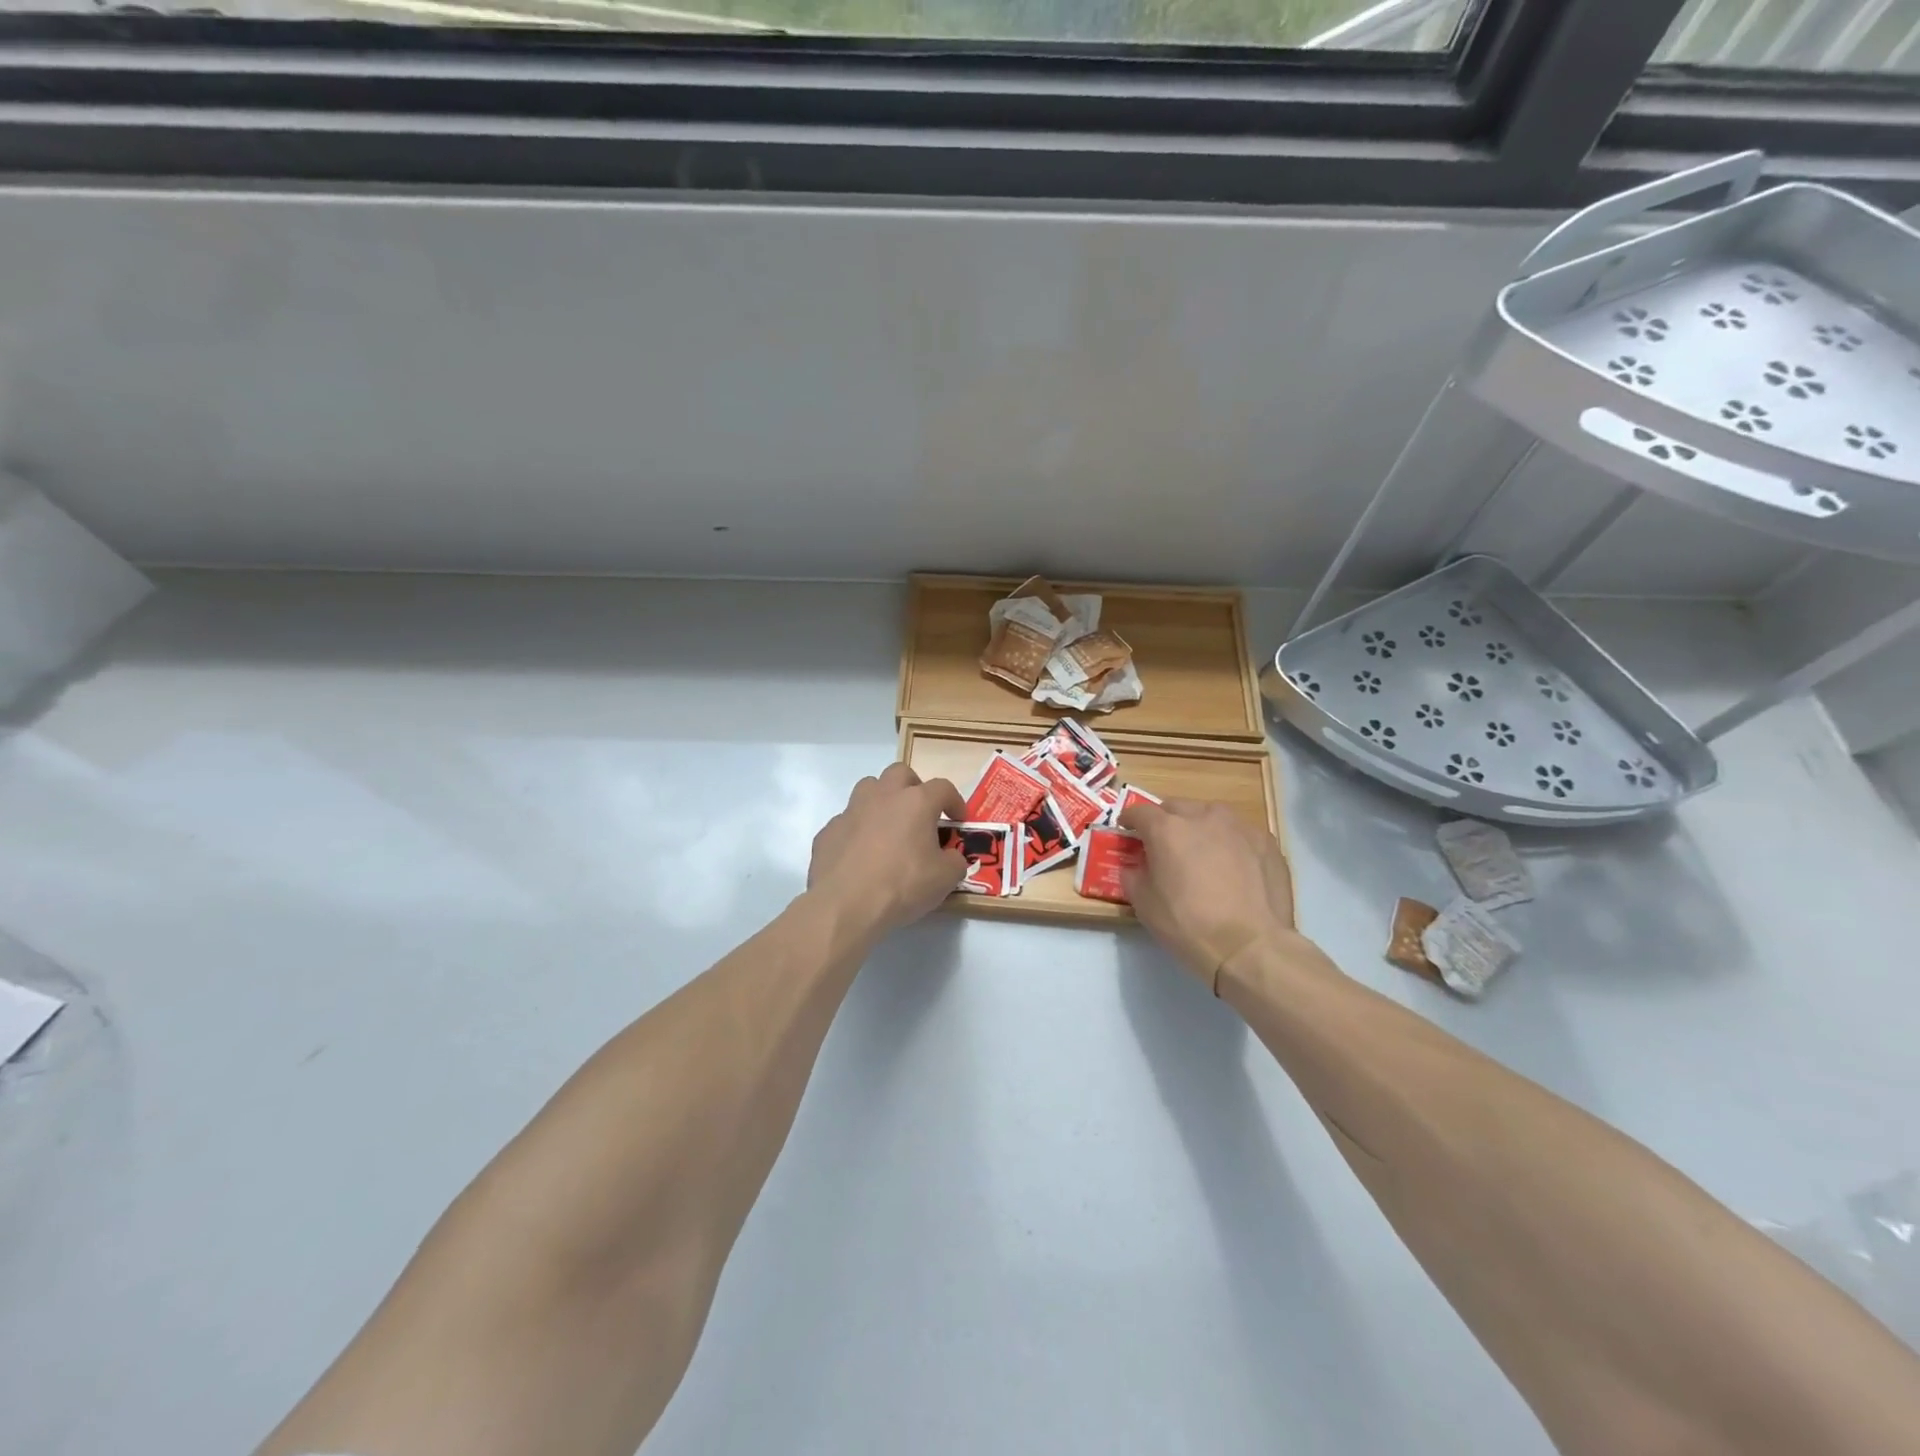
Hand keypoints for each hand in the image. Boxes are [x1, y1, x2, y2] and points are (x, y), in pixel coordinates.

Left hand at [807, 762, 968, 938]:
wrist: (845, 905)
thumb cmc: (902, 885)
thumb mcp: (945, 879)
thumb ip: (954, 861)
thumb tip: (950, 857)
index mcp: (915, 802)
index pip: (942, 788)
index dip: (954, 801)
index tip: (958, 820)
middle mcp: (882, 796)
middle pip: (900, 773)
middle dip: (914, 787)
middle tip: (920, 814)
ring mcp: (851, 811)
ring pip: (869, 788)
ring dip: (882, 801)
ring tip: (889, 828)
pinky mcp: (828, 831)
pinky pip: (848, 821)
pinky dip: (858, 831)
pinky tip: (861, 855)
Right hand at [1119, 799, 1296, 991]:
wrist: (1251, 947)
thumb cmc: (1189, 925)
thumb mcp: (1145, 905)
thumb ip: (1134, 875)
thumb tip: (1136, 866)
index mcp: (1167, 829)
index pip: (1139, 811)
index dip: (1130, 821)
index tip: (1128, 832)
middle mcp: (1203, 816)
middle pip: (1176, 807)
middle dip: (1166, 821)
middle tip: (1165, 846)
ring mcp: (1239, 826)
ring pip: (1211, 816)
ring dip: (1200, 828)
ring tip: (1203, 854)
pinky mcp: (1266, 841)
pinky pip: (1239, 834)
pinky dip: (1230, 843)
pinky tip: (1234, 869)